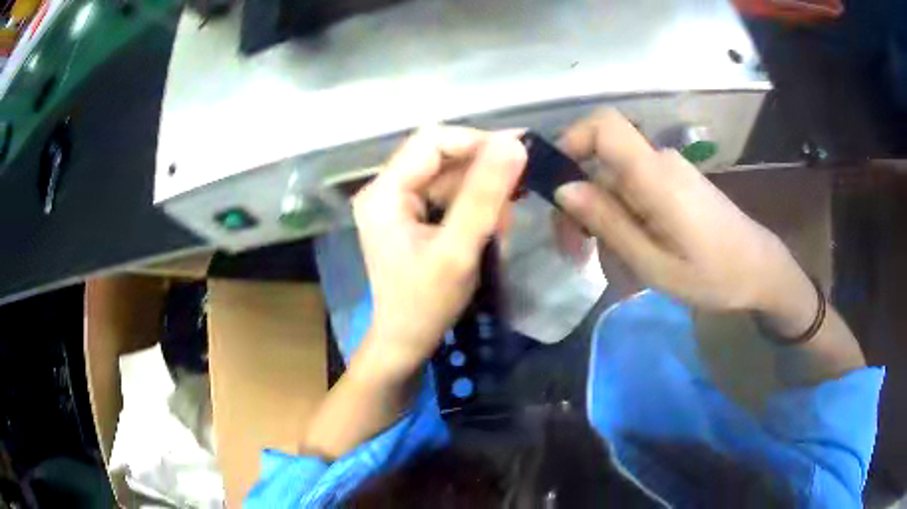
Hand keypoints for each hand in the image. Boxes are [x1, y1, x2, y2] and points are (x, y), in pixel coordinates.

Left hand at [352, 126, 526, 377]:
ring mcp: (398, 202)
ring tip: (503, 223)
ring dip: (483, 192)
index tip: (518, 155)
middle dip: (483, 172)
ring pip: (450, 176)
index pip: (432, 141)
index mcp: (384, 191)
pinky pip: (450, 195)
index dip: (476, 142)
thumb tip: (513, 144)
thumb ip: (484, 197)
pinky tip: (492, 228)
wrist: (405, 342)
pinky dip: (475, 206)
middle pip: (442, 156)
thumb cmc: (425, 304)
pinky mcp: (412, 216)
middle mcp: (386, 188)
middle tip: (519, 191)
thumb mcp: (457, 250)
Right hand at [554, 110, 814, 323]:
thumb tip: (565, 189)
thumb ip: (609, 223)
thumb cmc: (713, 275)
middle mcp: (660, 162)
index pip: (604, 125)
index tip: (556, 184)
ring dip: (602, 215)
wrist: (760, 270)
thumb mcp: (654, 263)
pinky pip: (635, 189)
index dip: (572, 140)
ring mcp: (670, 171)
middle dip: (580, 200)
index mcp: (655, 175)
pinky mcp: (676, 183)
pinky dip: (622, 215)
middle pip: (603, 160)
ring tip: (606, 259)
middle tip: (575, 250)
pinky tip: (630, 249)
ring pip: (617, 179)